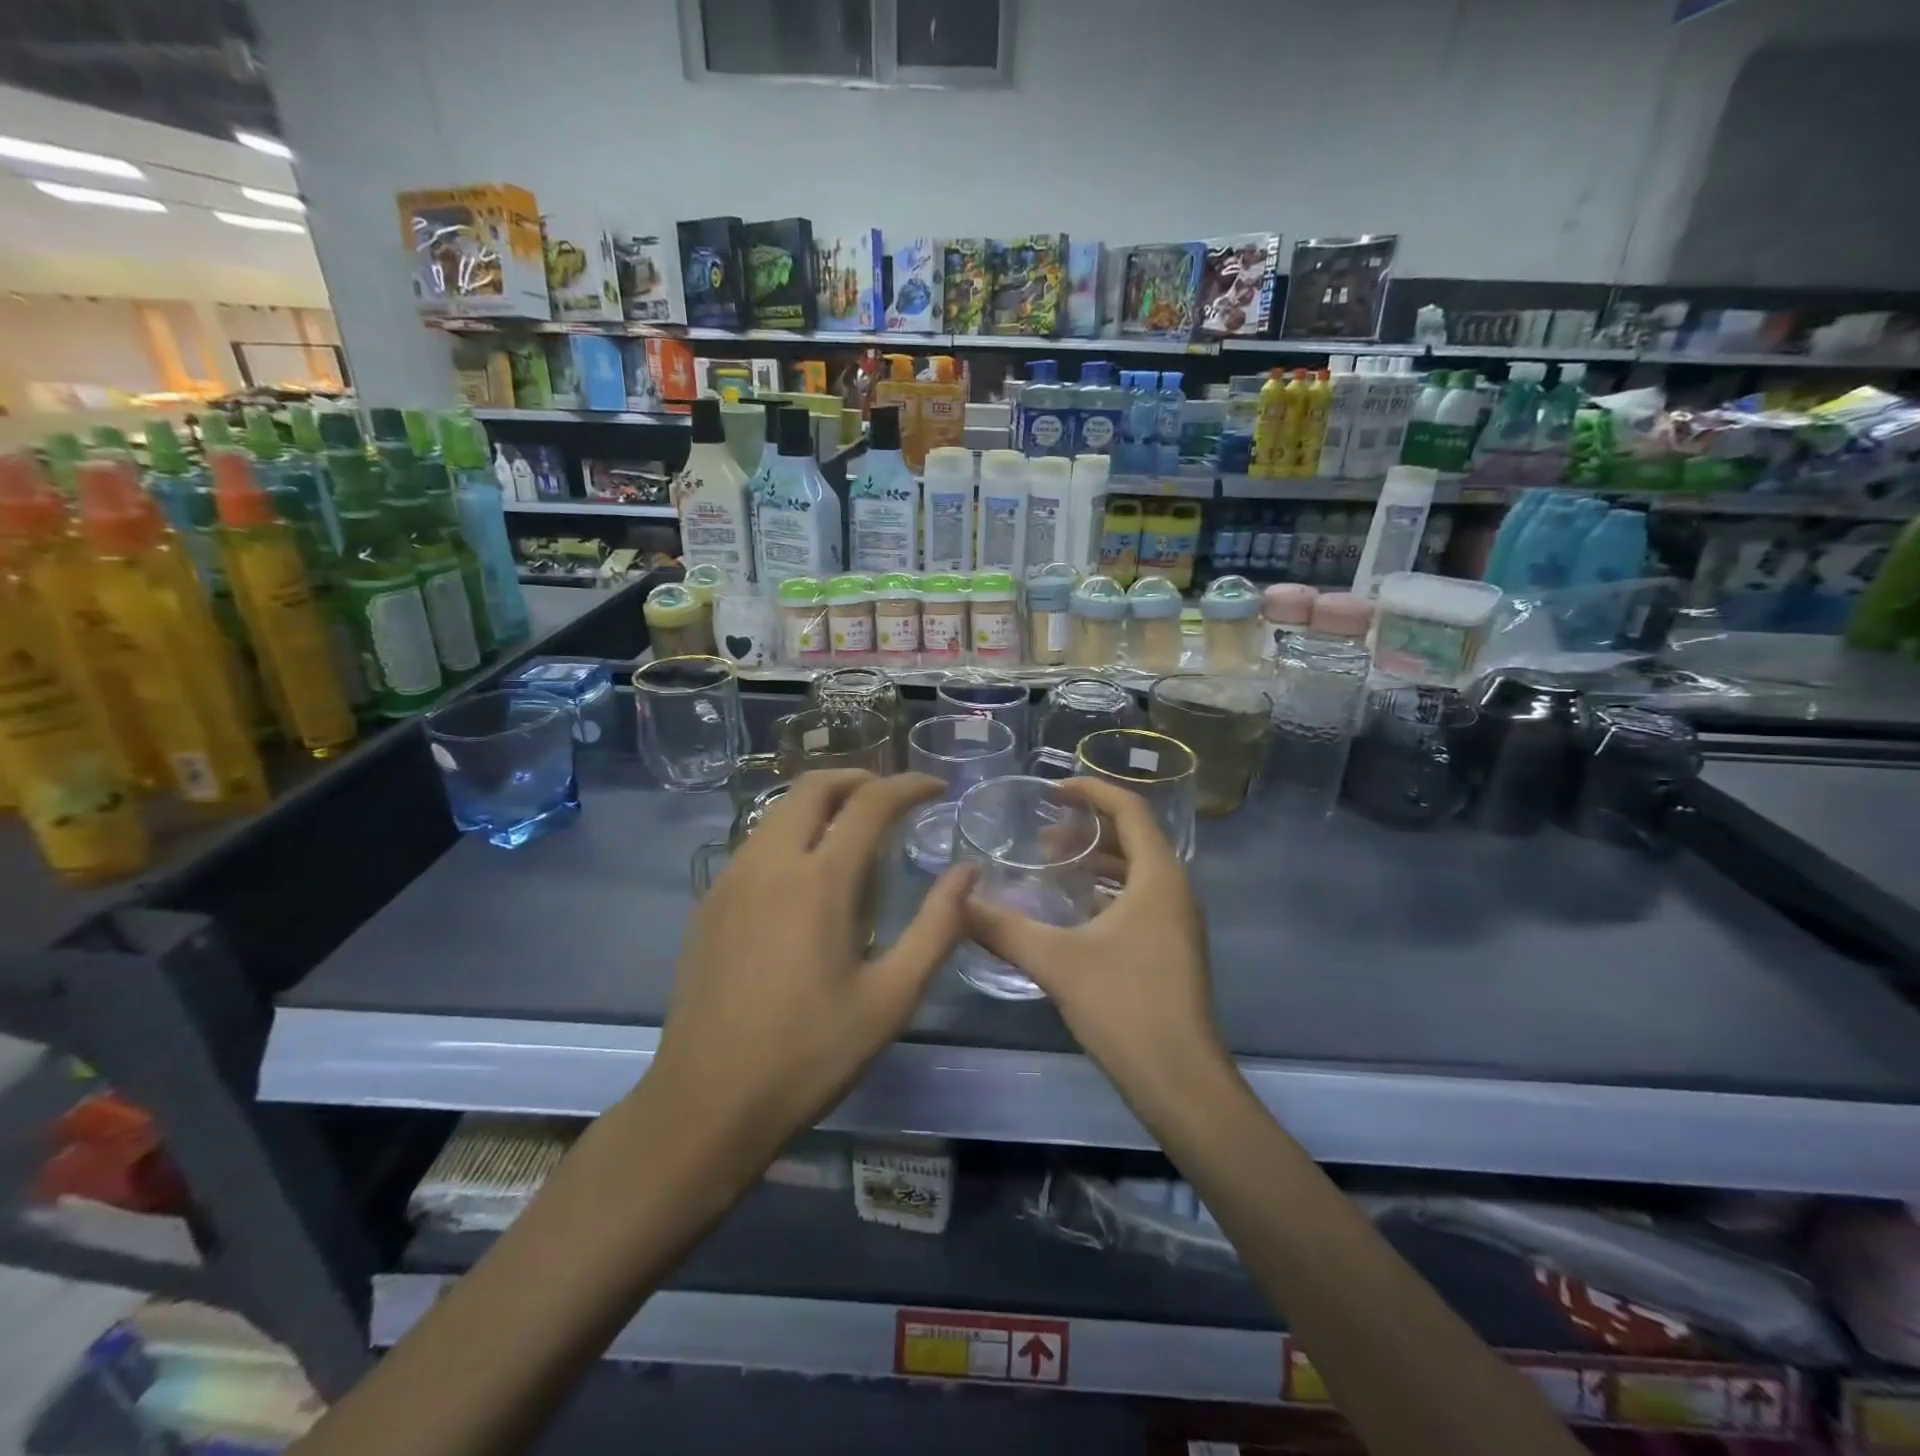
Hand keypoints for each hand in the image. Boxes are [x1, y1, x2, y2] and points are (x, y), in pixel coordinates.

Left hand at [652, 770, 971, 1161]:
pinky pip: (756, 843)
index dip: (909, 785)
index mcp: (818, 881)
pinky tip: (808, 876)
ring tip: (856, 831)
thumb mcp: (891, 999)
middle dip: (860, 778)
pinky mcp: (708, 903)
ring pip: (779, 810)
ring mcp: (729, 880)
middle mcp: (769, 863)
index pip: (870, 802)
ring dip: (822, 803)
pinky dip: (792, 832)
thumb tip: (967, 873)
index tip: (938, 787)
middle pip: (813, 786)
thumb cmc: (809, 1054)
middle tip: (894, 798)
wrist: (705, 1105)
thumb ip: (937, 928)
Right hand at [963, 777, 1223, 1092]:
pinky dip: (1105, 892)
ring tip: (1052, 866)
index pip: (1130, 809)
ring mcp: (1177, 922)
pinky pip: (1139, 899)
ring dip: (1096, 862)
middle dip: (1088, 828)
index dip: (1091, 791)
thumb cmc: (1124, 1007)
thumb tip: (957, 900)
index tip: (1052, 790)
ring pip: (1136, 871)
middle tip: (1042, 835)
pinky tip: (1071, 912)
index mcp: (1159, 877)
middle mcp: (1175, 890)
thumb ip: (1003, 927)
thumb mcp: (1056, 961)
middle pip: (1133, 837)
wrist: (1180, 1080)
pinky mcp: (1171, 949)